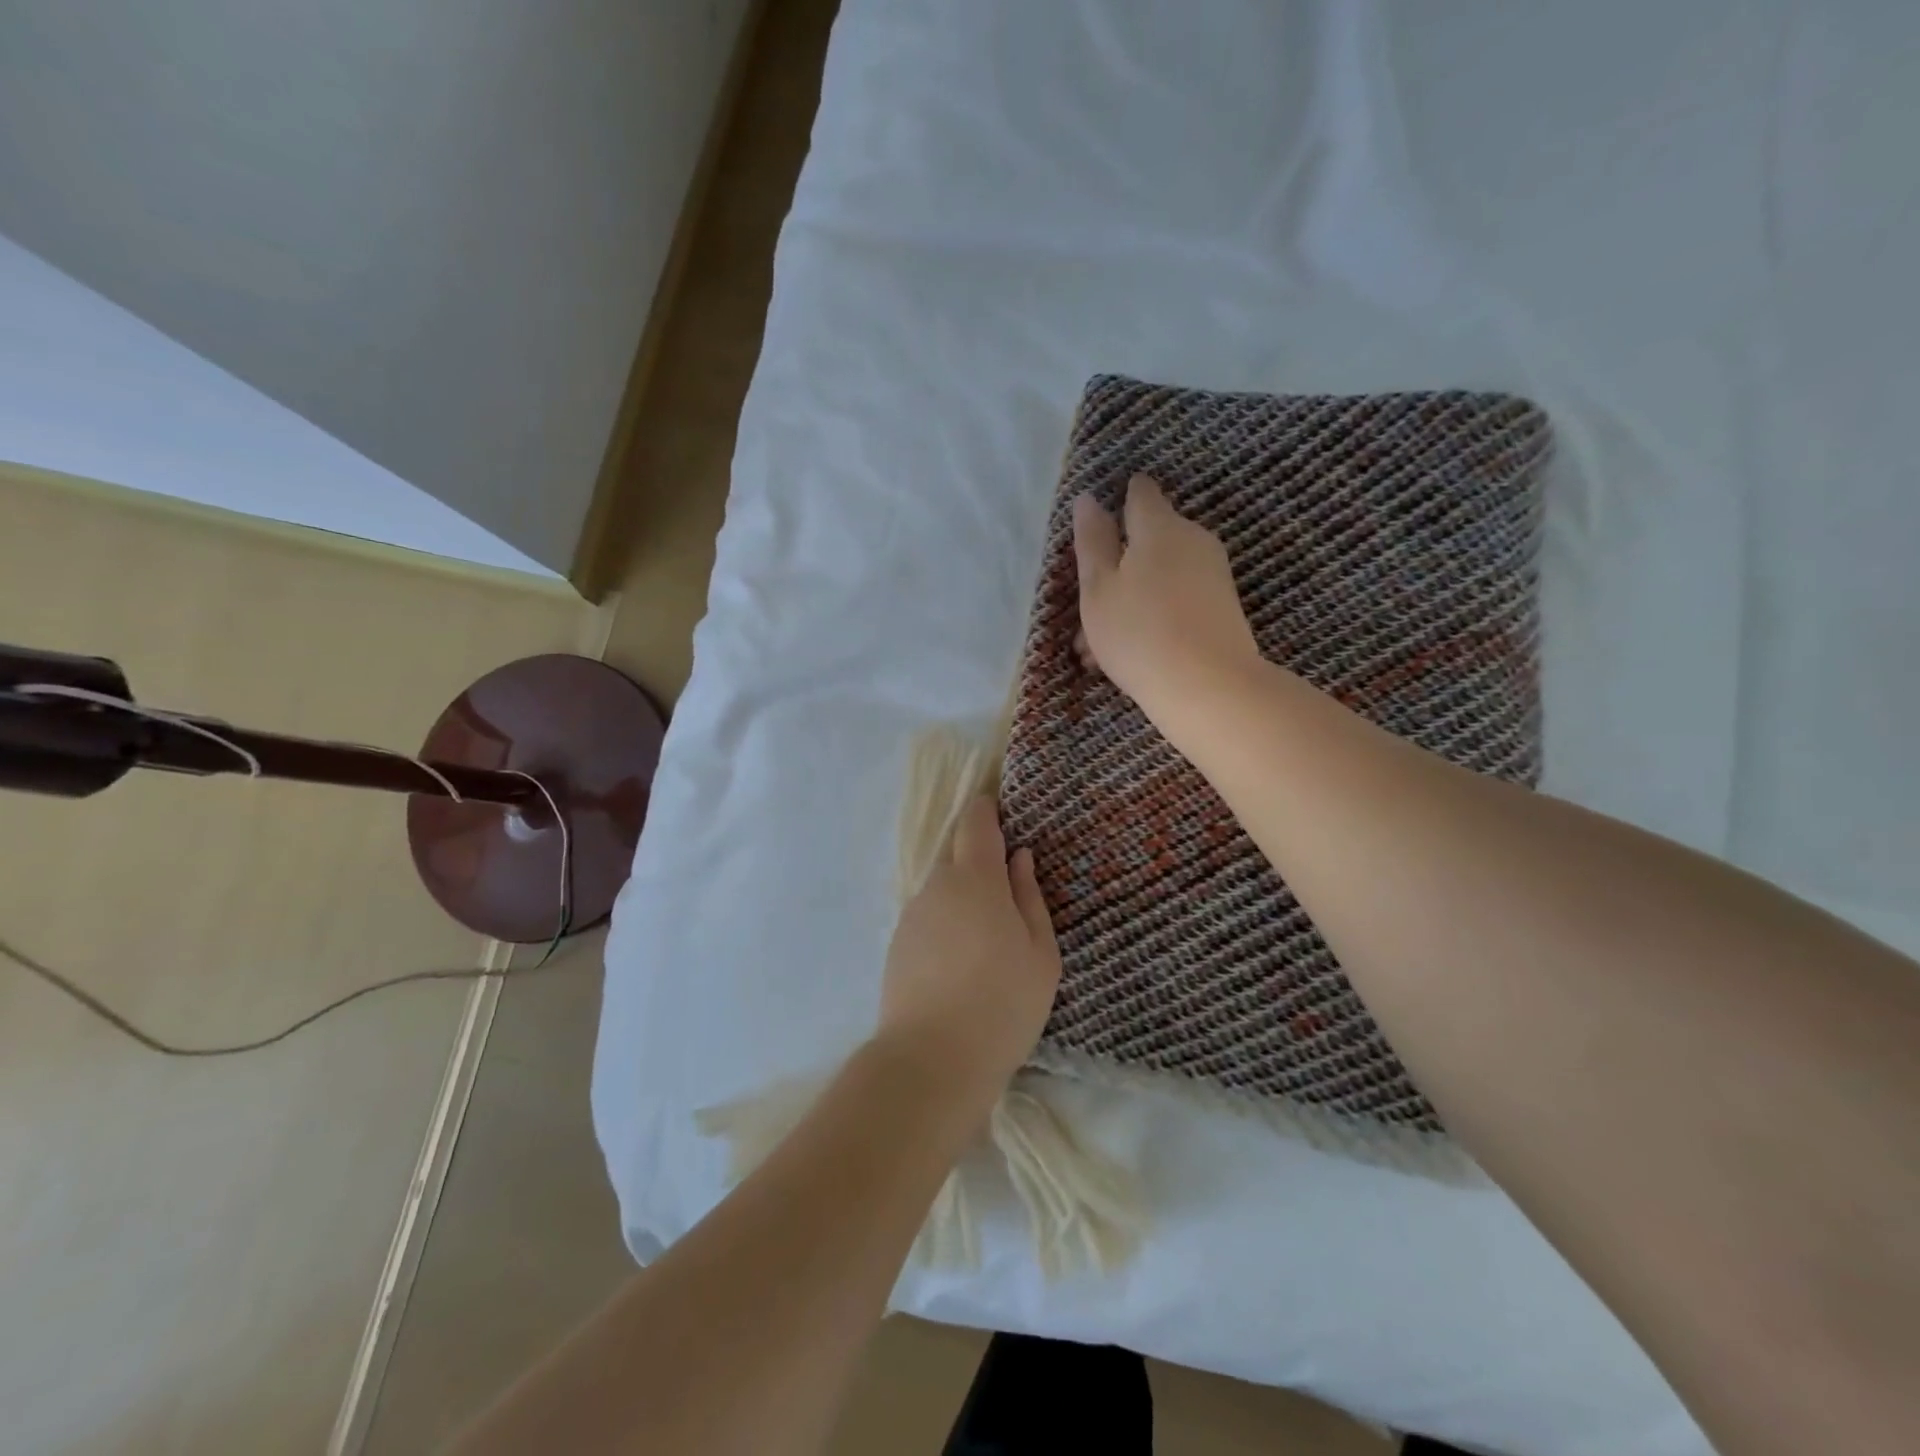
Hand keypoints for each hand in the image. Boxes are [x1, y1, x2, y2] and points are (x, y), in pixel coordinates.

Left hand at [876, 797, 1061, 1113]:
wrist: (933, 1059)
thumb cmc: (1003, 1002)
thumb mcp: (1040, 952)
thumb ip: (1029, 896)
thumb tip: (1019, 858)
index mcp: (975, 878)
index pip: (975, 822)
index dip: (987, 810)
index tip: (1002, 812)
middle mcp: (937, 886)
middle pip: (957, 857)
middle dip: (981, 865)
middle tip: (1010, 898)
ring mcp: (912, 915)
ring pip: (942, 891)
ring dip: (964, 901)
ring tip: (988, 943)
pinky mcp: (897, 944)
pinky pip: (929, 919)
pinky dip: (946, 927)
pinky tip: (962, 965)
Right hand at [1072, 475, 1260, 715]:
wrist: (1209, 686)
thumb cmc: (1139, 633)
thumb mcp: (1098, 588)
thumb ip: (1092, 542)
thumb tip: (1089, 499)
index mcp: (1159, 526)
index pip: (1140, 494)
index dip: (1120, 500)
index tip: (1101, 525)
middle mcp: (1192, 539)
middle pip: (1147, 542)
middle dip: (1115, 570)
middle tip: (1086, 615)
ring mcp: (1212, 574)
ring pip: (1158, 578)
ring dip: (1128, 603)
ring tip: (1097, 651)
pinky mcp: (1221, 608)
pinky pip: (1176, 601)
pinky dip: (1151, 618)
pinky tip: (1128, 655)